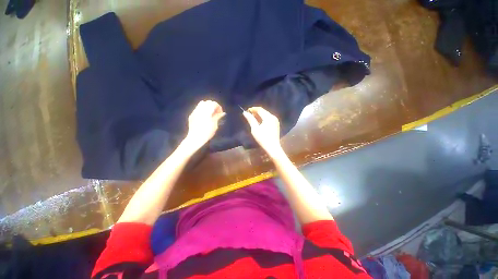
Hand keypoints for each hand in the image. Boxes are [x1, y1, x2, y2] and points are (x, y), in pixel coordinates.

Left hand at [184, 100, 224, 150]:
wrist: (195, 138)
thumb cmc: (207, 132)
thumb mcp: (215, 125)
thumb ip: (218, 117)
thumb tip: (223, 113)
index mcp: (207, 111)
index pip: (214, 104)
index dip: (219, 107)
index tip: (221, 113)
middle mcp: (200, 109)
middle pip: (208, 102)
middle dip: (213, 106)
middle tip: (216, 112)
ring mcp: (195, 112)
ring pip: (202, 104)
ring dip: (207, 106)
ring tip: (210, 113)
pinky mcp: (192, 115)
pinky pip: (197, 108)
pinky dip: (202, 109)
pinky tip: (204, 116)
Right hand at [242, 107, 283, 157]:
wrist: (272, 147)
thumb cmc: (262, 138)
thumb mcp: (255, 129)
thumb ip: (250, 119)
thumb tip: (245, 112)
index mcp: (268, 117)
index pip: (260, 109)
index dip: (252, 109)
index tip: (246, 111)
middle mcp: (273, 117)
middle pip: (263, 111)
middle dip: (256, 112)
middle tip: (249, 115)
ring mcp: (275, 121)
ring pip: (266, 114)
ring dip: (259, 115)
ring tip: (253, 119)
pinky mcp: (276, 124)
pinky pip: (268, 118)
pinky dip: (263, 118)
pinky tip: (259, 122)